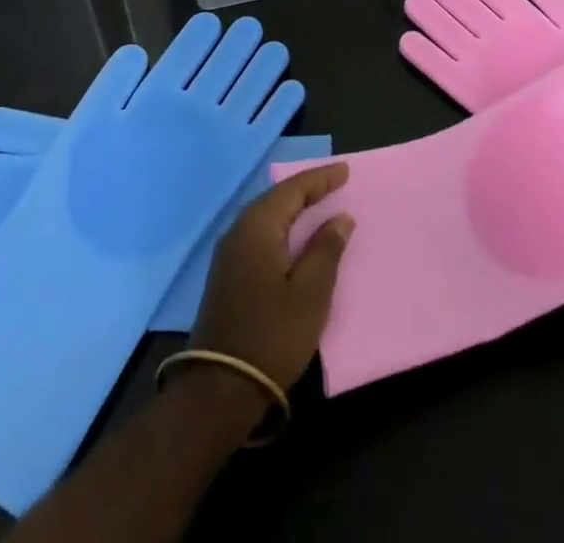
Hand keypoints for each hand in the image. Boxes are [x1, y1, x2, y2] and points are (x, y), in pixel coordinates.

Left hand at [190, 162, 353, 393]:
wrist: (218, 390)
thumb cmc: (271, 335)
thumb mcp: (310, 293)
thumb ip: (326, 249)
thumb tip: (339, 217)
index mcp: (257, 226)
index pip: (293, 189)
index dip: (321, 179)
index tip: (346, 171)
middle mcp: (238, 231)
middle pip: (277, 198)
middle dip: (307, 189)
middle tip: (336, 183)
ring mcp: (229, 254)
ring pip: (267, 217)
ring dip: (294, 209)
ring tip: (320, 205)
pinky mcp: (228, 275)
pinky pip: (260, 235)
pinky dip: (283, 228)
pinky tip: (296, 238)